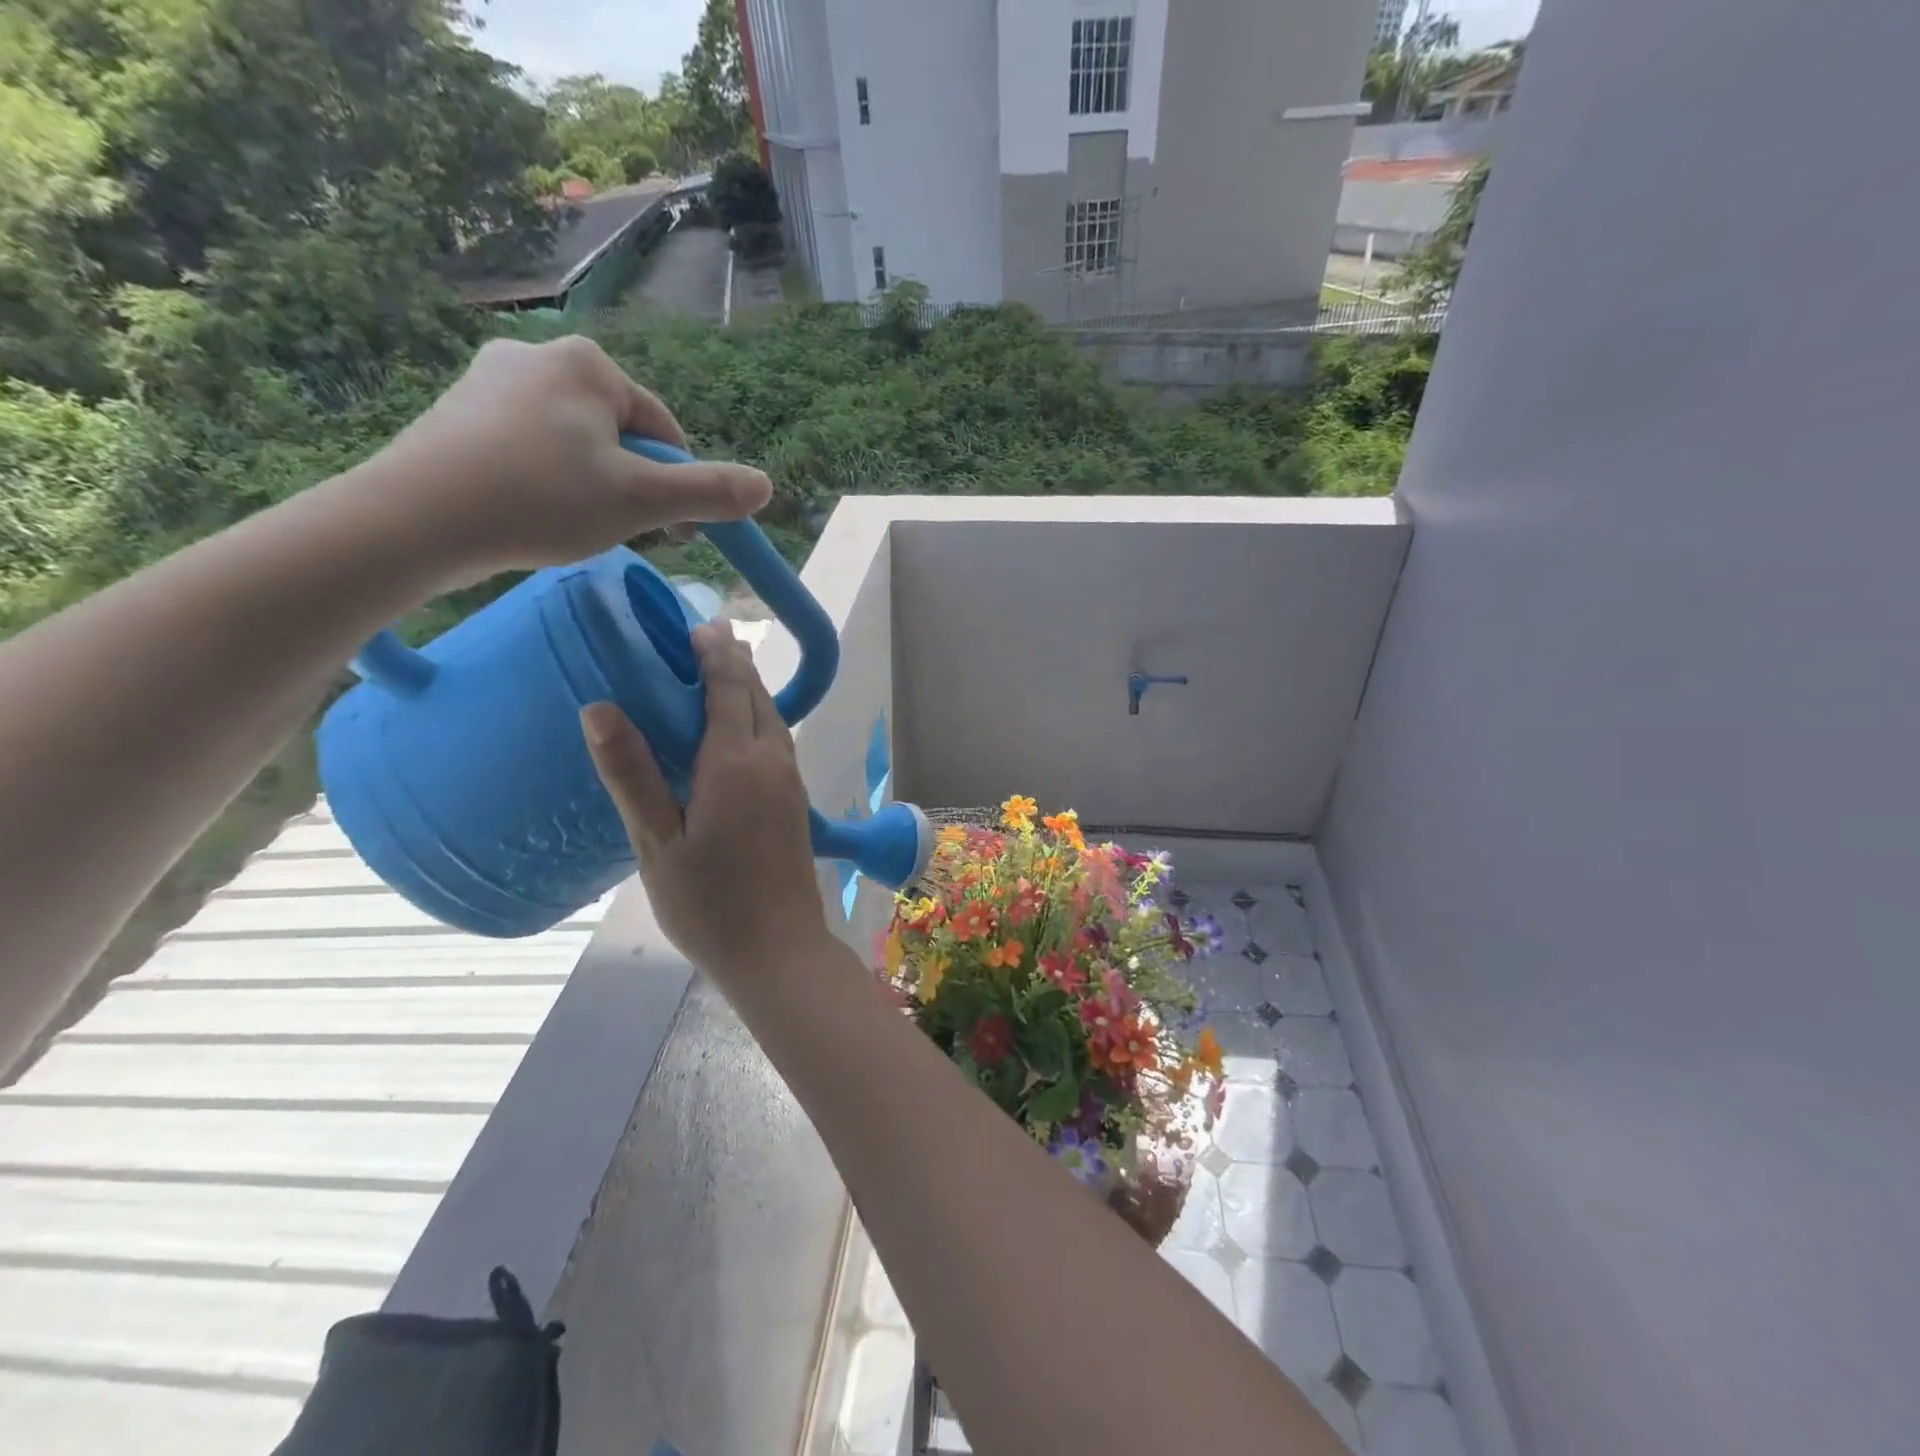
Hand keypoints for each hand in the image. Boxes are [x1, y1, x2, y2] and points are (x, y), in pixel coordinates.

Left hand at [366, 335, 771, 585]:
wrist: (414, 519)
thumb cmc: (541, 500)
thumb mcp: (641, 501)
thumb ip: (708, 492)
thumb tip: (766, 486)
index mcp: (587, 363)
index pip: (662, 427)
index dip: (678, 484)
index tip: (676, 534)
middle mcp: (539, 354)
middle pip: (620, 434)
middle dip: (633, 483)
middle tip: (624, 532)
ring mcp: (490, 379)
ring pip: (576, 442)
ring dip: (594, 485)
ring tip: (576, 526)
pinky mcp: (459, 411)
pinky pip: (532, 446)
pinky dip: (548, 480)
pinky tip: (534, 512)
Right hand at [579, 623, 831, 988]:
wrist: (779, 951)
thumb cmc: (709, 904)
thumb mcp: (657, 843)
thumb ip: (632, 774)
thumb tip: (600, 708)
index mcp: (737, 763)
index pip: (728, 688)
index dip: (714, 653)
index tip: (697, 624)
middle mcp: (772, 761)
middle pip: (756, 696)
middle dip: (734, 661)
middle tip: (708, 635)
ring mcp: (791, 782)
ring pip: (772, 718)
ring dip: (749, 689)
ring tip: (725, 670)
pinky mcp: (796, 803)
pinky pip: (777, 742)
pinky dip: (758, 718)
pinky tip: (740, 729)